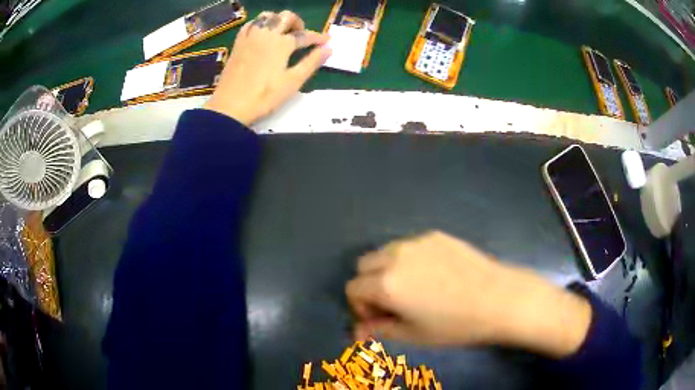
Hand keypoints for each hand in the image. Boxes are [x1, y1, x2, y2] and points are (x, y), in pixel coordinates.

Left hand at [203, 10, 330, 124]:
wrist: (230, 107)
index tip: (327, 41)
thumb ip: (312, 62)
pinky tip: (263, 33)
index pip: (305, 35)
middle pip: (286, 17)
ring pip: (267, 16)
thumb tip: (329, 49)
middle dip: (299, 23)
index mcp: (282, 43)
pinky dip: (260, 23)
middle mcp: (266, 34)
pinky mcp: (238, 43)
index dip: (319, 38)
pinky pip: (251, 24)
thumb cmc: (264, 97)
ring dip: (279, 19)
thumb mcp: (292, 82)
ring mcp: (250, 37)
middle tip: (302, 37)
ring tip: (282, 33)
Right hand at [346, 231, 592, 357]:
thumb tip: (357, 333)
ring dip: (387, 269)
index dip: (360, 306)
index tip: (379, 318)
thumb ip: (380, 330)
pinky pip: (410, 246)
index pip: (352, 288)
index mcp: (385, 283)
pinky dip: (409, 260)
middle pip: (363, 265)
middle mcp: (395, 256)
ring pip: (385, 252)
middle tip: (393, 302)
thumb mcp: (414, 334)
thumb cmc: (455, 324)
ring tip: (413, 287)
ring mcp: (416, 241)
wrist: (499, 299)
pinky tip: (435, 275)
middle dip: (369, 285)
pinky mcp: (436, 235)